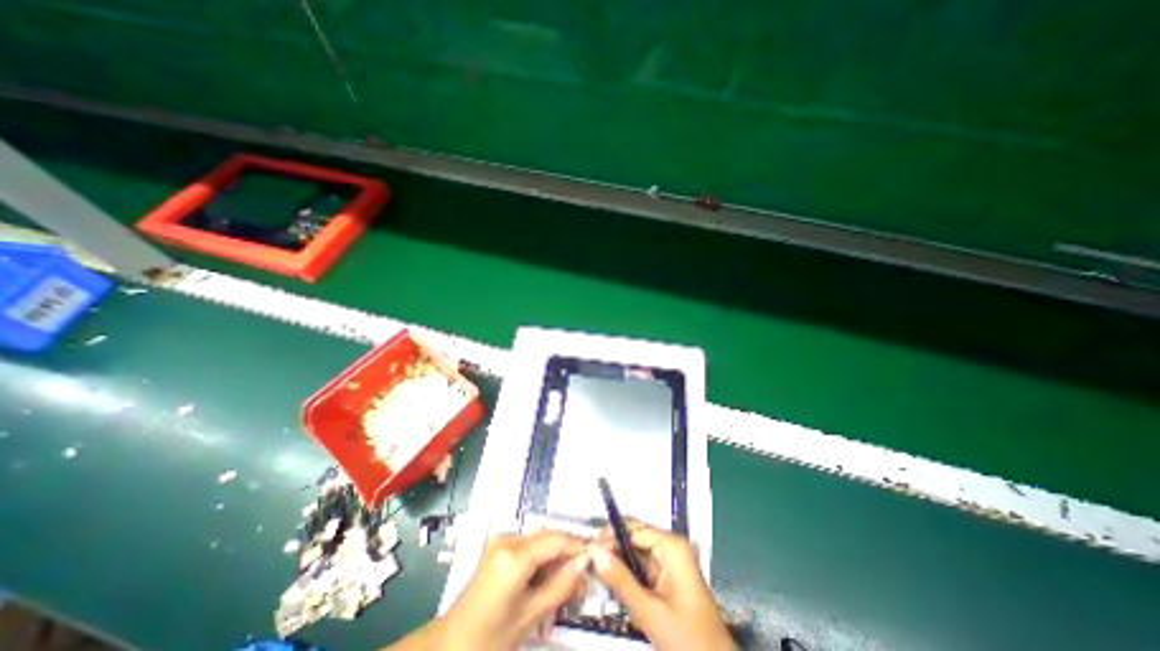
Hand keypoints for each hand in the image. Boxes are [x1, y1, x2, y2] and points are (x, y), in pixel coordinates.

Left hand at [440, 531, 591, 648]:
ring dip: (556, 559)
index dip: (578, 546)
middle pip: (549, 537)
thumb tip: (584, 563)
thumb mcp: (530, 616)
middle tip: (582, 581)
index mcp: (514, 556)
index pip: (556, 539)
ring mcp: (502, 540)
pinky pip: (530, 546)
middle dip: (568, 556)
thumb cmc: (488, 638)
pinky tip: (547, 583)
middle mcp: (508, 539)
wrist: (450, 645)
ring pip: (541, 541)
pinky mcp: (499, 546)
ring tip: (565, 587)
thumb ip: (560, 586)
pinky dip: (542, 561)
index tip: (596, 559)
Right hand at [590, 523, 732, 650]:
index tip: (588, 549)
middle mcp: (671, 548)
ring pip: (635, 555)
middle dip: (612, 551)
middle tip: (589, 565)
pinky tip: (614, 588)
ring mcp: (669, 563)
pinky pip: (641, 570)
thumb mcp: (650, 611)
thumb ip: (620, 580)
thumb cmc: (688, 640)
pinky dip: (627, 578)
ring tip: (597, 577)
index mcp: (671, 546)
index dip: (609, 536)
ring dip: (618, 566)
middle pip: (633, 539)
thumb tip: (595, 552)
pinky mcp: (667, 579)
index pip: (633, 529)